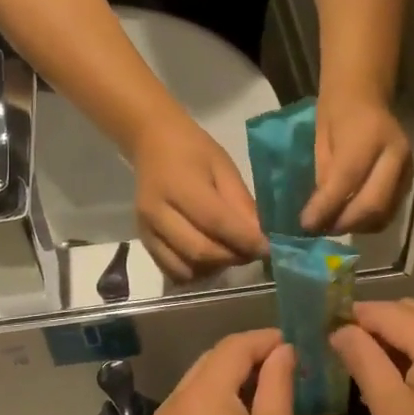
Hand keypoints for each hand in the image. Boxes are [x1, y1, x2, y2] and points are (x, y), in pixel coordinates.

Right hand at [131, 110, 266, 279]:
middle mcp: (158, 212)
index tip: (269, 248)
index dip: (246, 240)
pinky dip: (196, 272)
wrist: (152, 142)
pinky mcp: (144, 241)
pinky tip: (210, 259)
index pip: (217, 223)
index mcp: (179, 186)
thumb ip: (240, 203)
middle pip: (200, 251)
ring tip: (232, 254)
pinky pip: (172, 270)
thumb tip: (261, 236)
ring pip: (185, 267)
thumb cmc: (193, 150)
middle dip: (233, 257)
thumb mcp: (223, 167)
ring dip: (215, 268)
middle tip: (254, 253)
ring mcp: (147, 230)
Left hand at [149, 329, 296, 414]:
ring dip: (229, 378)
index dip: (265, 340)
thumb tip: (283, 350)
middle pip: (211, 361)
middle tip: (283, 366)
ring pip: (197, 384)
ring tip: (265, 391)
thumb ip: (277, 385)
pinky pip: (189, 409)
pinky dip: (214, 402)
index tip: (294, 345)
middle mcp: (174, 402)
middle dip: (247, 356)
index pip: (234, 347)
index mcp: (201, 393)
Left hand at [302, 91, 410, 234]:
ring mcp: (407, 168)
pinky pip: (390, 210)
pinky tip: (351, 218)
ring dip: (357, 226)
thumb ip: (325, 176)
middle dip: (344, 222)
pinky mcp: (410, 179)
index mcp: (368, 136)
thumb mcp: (321, 141)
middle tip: (322, 229)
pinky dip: (369, 221)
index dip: (325, 207)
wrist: (365, 94)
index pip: (347, 180)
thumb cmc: (335, 114)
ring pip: (385, 212)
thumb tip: (319, 214)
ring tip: (334, 226)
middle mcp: (394, 153)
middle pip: (373, 203)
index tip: (306, 224)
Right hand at [332, 300, 413, 414]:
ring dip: (397, 339)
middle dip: (375, 326)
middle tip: (344, 354)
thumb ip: (364, 361)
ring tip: (368, 370)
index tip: (325, 335)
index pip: (388, 312)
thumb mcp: (391, 411)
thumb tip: (341, 330)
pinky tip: (401, 383)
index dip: (354, 318)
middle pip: (410, 313)